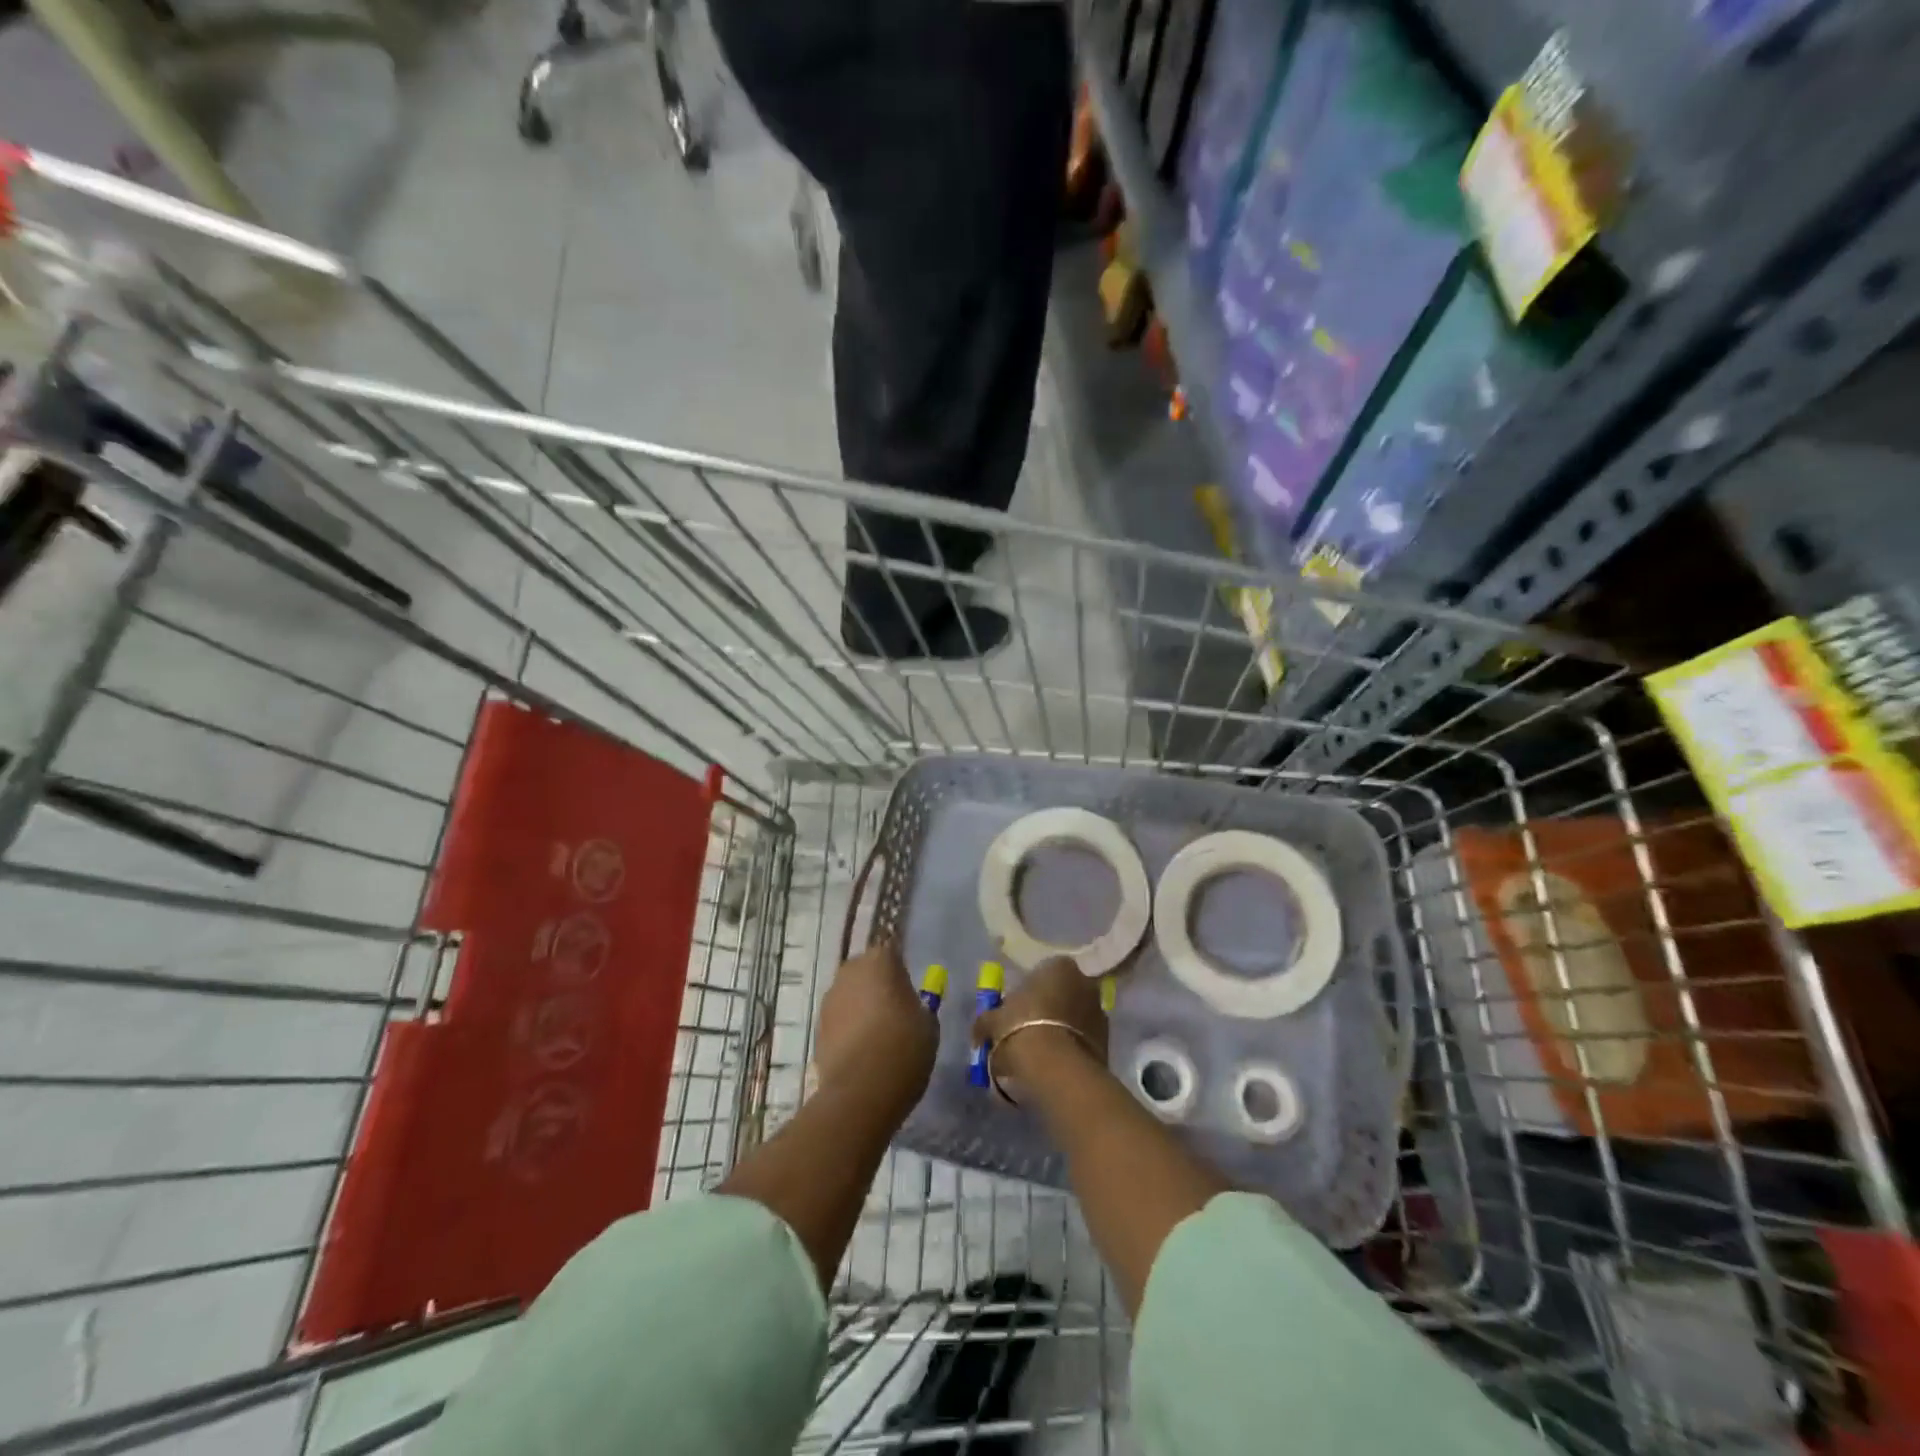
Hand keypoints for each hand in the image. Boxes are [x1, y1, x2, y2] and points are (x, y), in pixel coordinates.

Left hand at [813, 940, 936, 1114]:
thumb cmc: (904, 1047)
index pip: (892, 954)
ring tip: (878, 1038)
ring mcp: (830, 999)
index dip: (901, 973)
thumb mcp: (928, 1025)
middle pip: (866, 972)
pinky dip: (849, 1030)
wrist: (862, 1090)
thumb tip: (909, 1008)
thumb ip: (918, 1007)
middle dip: (877, 987)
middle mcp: (850, 971)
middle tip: (895, 1013)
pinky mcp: (817, 1027)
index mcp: (880, 961)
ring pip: (850, 996)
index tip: (909, 993)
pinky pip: (839, 1021)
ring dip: (861, 1008)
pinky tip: (862, 1054)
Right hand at [971, 956, 1107, 1095]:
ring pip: (1075, 1016)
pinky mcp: (1108, 1042)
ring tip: (1042, 1051)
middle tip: (1028, 1029)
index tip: (1016, 1009)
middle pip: (1063, 992)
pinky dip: (1073, 1047)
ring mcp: (1100, 1011)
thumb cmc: (1021, 1030)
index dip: (1029, 990)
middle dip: (1049, 1007)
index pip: (1044, 971)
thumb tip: (980, 1028)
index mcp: (1059, 966)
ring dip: (1063, 1028)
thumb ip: (987, 1020)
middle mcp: (1085, 981)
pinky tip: (1056, 1064)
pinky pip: (1084, 1039)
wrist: (1056, 1069)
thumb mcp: (993, 1022)